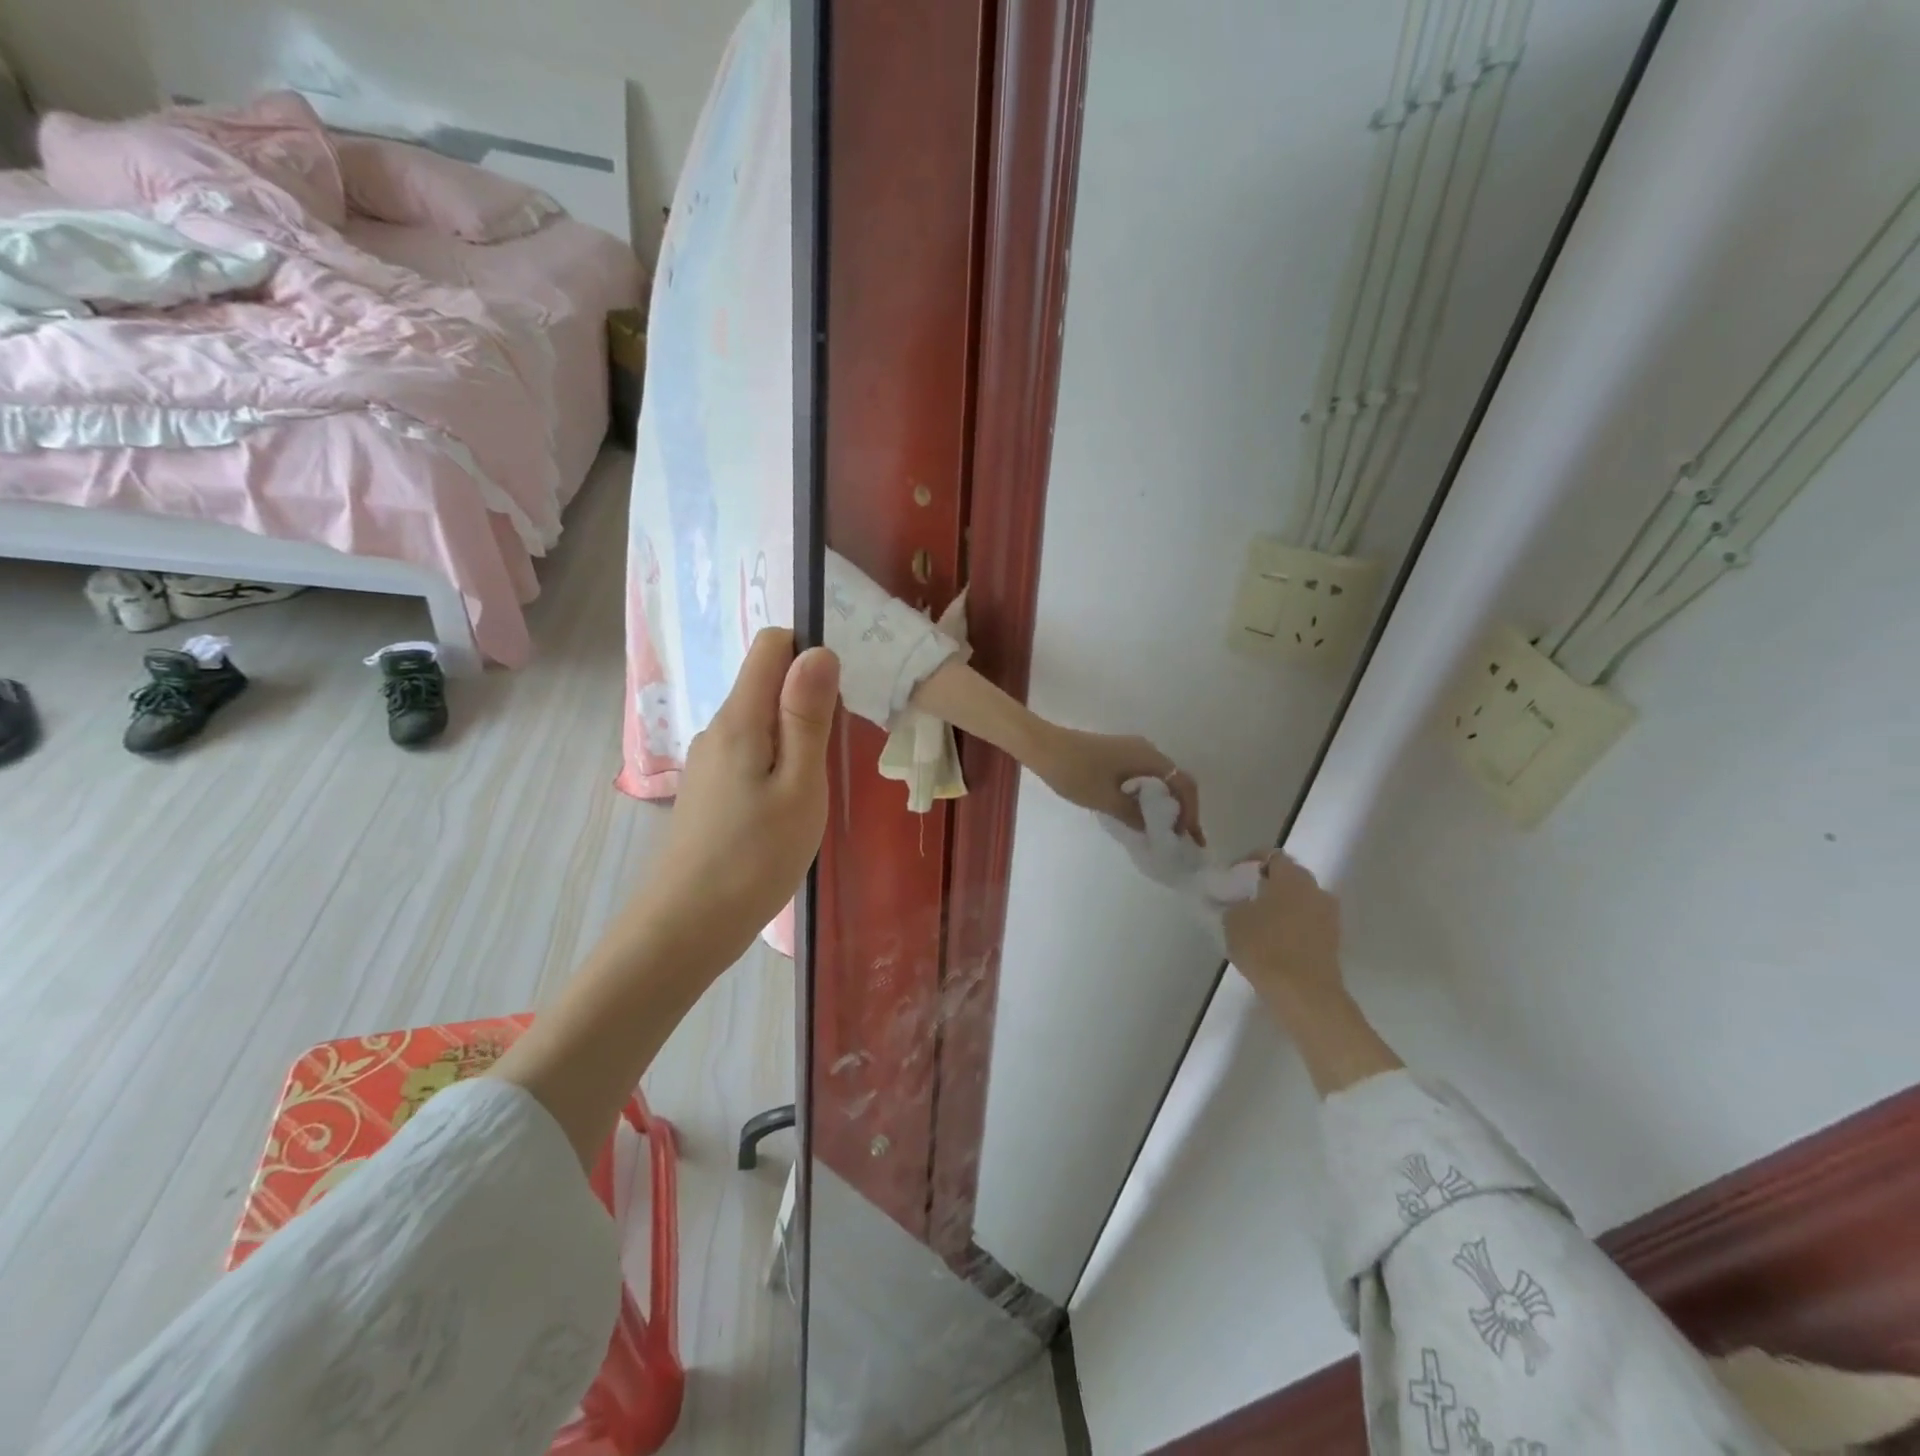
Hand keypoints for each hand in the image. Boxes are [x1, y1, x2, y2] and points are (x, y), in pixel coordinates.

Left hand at [625, 629, 840, 968]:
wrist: (688, 926)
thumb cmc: (756, 857)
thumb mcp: (800, 786)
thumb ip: (807, 717)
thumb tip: (818, 649)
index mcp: (741, 718)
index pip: (771, 645)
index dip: (810, 652)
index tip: (842, 692)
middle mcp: (719, 728)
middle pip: (766, 681)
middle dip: (808, 698)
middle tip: (838, 747)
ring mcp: (710, 760)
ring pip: (761, 720)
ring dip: (796, 733)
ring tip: (818, 781)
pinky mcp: (711, 788)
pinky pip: (751, 750)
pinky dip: (779, 759)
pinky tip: (791, 802)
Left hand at [1029, 724, 1204, 843]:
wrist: (1042, 746)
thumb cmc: (1074, 772)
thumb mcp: (1106, 800)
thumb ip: (1135, 815)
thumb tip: (1155, 829)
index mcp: (1149, 758)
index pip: (1183, 785)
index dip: (1190, 813)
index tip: (1189, 838)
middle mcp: (1146, 750)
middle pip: (1175, 781)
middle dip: (1182, 810)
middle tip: (1182, 839)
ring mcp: (1131, 750)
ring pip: (1159, 779)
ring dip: (1165, 804)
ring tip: (1164, 832)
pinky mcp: (1117, 754)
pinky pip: (1143, 776)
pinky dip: (1149, 796)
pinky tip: (1142, 814)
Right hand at [1224, 852, 1343, 1007]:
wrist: (1304, 994)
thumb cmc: (1264, 947)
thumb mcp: (1232, 920)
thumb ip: (1234, 904)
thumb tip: (1238, 902)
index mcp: (1291, 877)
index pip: (1270, 856)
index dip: (1249, 863)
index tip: (1232, 878)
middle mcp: (1315, 889)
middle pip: (1289, 878)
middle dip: (1267, 885)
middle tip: (1244, 900)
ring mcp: (1329, 916)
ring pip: (1300, 902)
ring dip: (1282, 907)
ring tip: (1258, 923)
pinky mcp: (1333, 941)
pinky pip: (1307, 924)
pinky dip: (1292, 927)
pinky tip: (1273, 942)